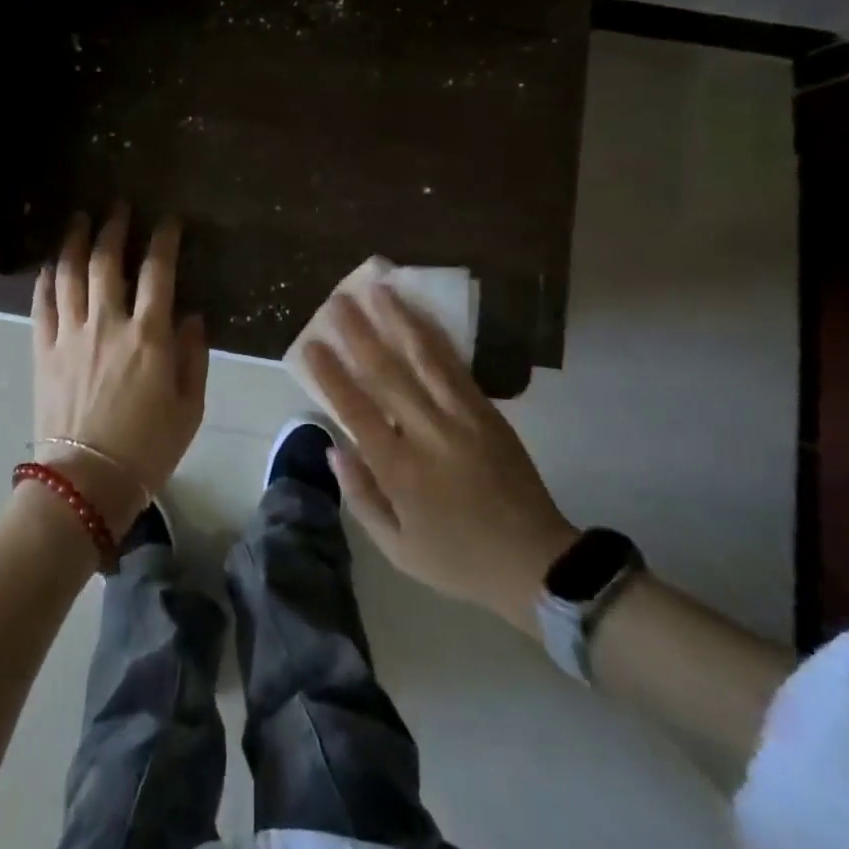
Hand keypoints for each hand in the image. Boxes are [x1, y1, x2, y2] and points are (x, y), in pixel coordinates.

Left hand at [30, 207, 207, 535]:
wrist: (87, 482)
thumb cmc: (148, 447)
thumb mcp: (190, 406)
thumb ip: (193, 355)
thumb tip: (191, 316)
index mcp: (149, 335)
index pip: (159, 271)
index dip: (164, 239)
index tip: (169, 221)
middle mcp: (108, 323)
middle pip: (108, 261)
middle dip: (114, 228)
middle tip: (118, 207)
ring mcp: (71, 334)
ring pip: (70, 274)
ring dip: (76, 242)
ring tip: (80, 220)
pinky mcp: (44, 350)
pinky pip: (42, 305)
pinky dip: (46, 280)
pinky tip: (50, 265)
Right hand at [305, 286, 576, 626]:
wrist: (537, 560)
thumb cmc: (458, 558)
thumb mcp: (399, 549)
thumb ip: (362, 497)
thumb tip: (335, 446)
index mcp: (401, 471)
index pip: (358, 411)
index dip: (332, 376)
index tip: (311, 344)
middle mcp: (429, 434)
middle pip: (388, 374)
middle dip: (359, 333)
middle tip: (337, 300)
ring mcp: (462, 417)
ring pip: (424, 358)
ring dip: (398, 320)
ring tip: (379, 288)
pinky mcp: (487, 411)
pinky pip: (456, 366)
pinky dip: (435, 337)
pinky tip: (420, 315)